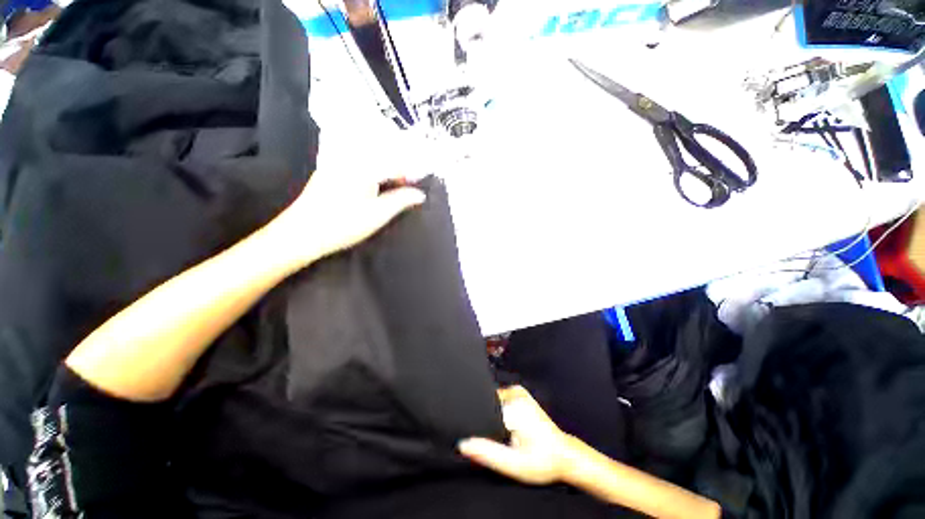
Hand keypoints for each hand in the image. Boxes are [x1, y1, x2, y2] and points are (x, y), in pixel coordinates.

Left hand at [273, 167, 425, 267]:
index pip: (395, 162)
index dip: (411, 173)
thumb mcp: (378, 214)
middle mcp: (349, 156)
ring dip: (385, 166)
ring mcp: (336, 161)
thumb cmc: (343, 224)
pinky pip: (356, 160)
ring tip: (395, 182)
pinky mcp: (329, 169)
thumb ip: (401, 200)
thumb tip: (420, 194)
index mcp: (364, 166)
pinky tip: (374, 182)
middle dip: (399, 166)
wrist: (302, 233)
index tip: (419, 186)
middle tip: (409, 183)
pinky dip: (371, 167)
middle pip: (382, 153)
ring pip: (369, 155)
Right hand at [459, 386, 573, 484]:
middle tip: (498, 437)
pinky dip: (497, 410)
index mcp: (513, 406)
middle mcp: (515, 393)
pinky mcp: (519, 393)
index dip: (476, 420)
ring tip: (504, 432)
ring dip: (491, 414)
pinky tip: (506, 424)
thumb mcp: (514, 464)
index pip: (482, 406)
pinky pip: (499, 398)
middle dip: (484, 418)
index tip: (475, 434)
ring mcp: (518, 391)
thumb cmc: (542, 461)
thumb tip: (464, 444)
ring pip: (492, 400)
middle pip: (486, 402)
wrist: (563, 455)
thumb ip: (488, 453)